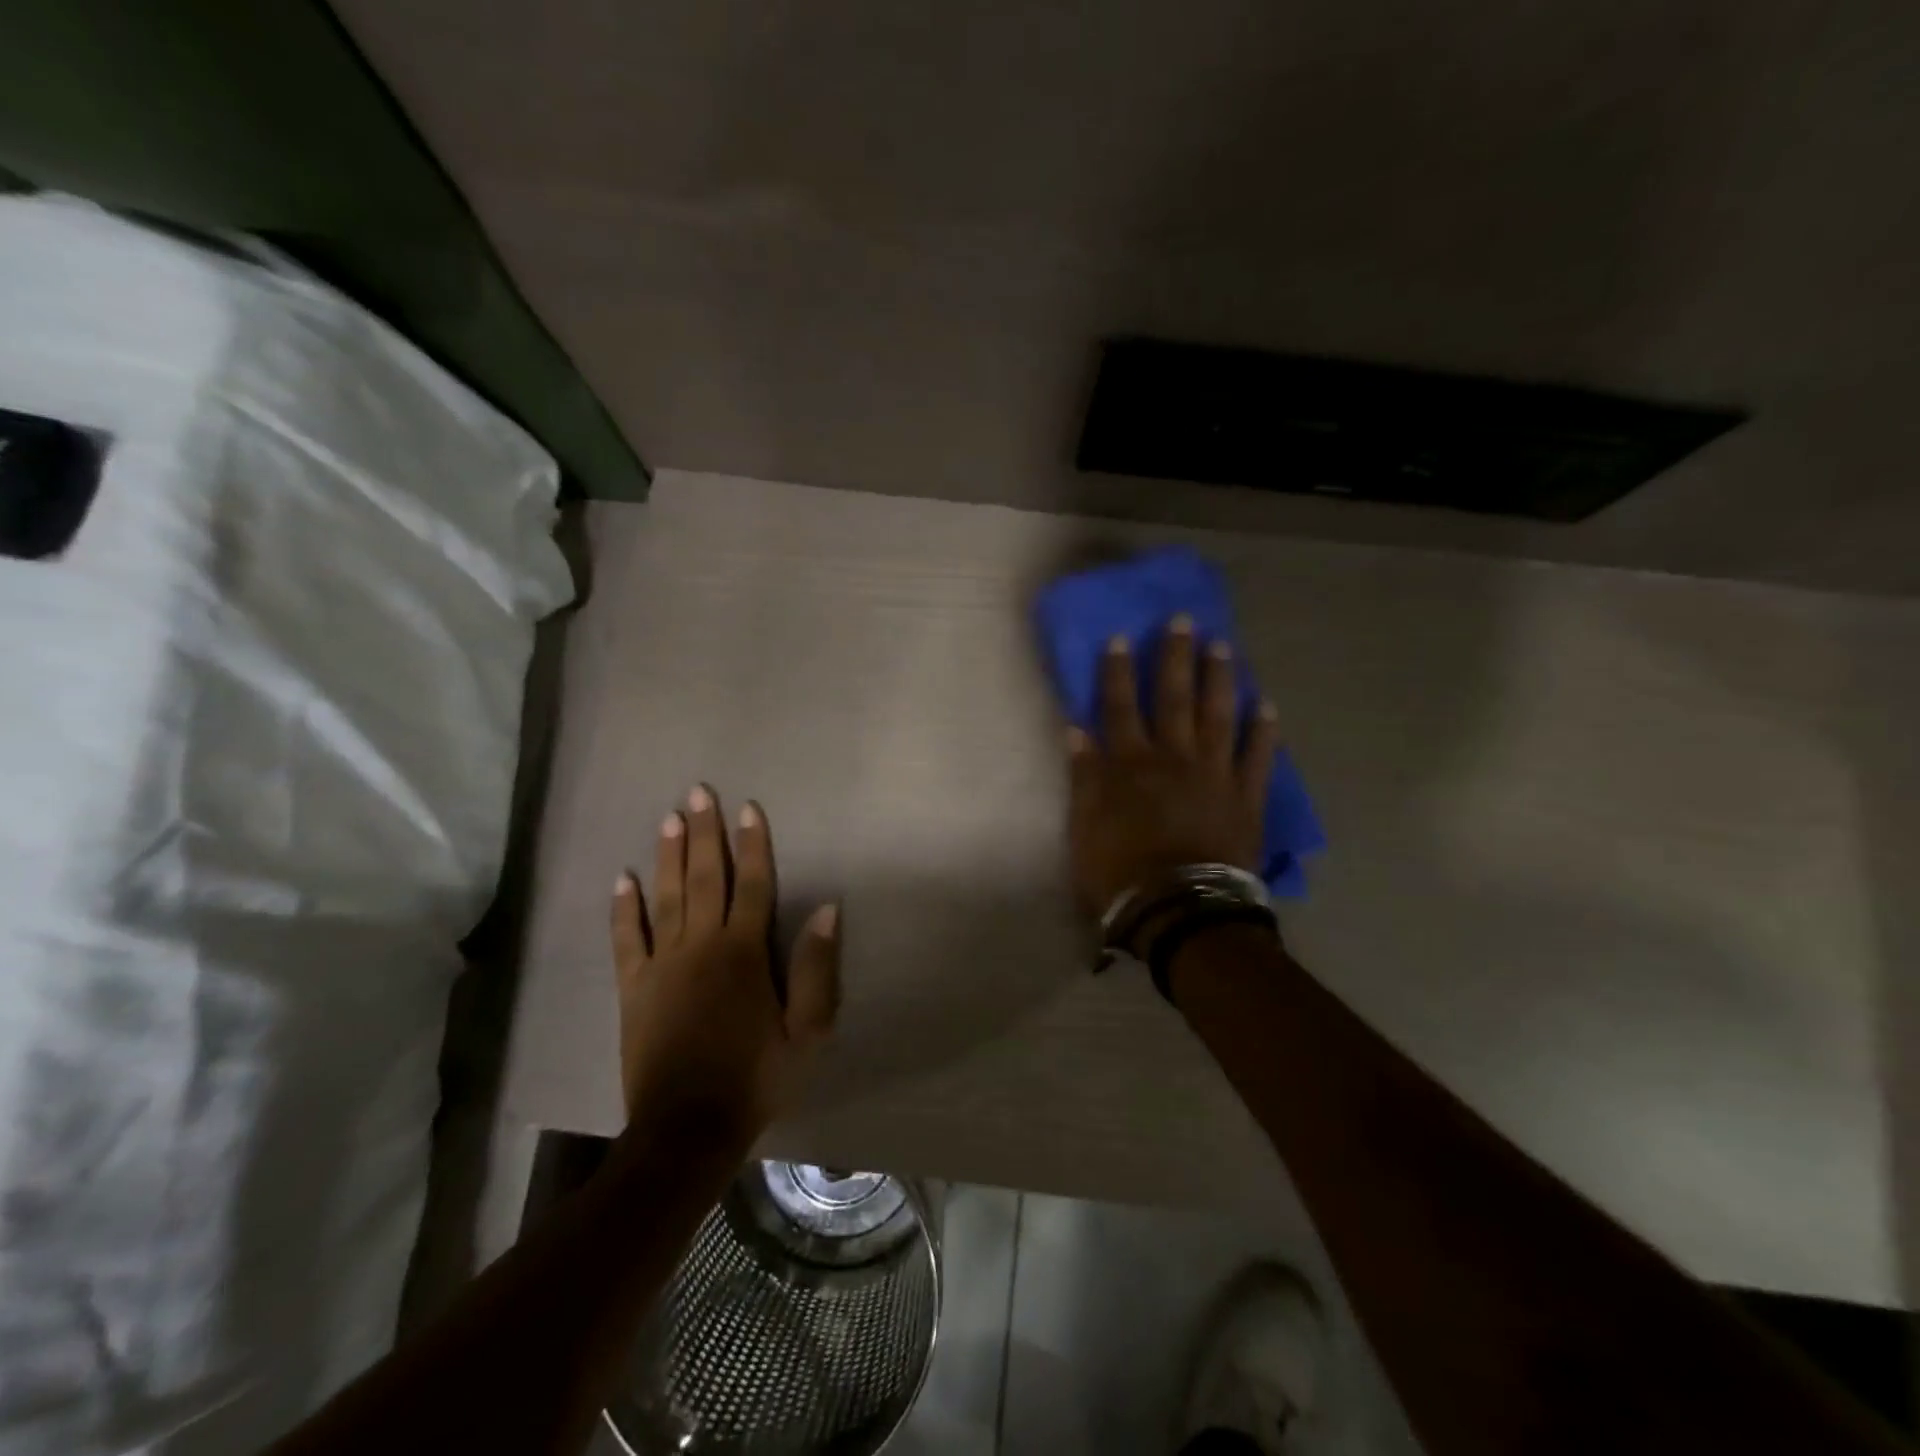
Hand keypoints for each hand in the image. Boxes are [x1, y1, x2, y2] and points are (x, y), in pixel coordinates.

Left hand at [610, 787, 840, 1144]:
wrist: (688, 1130)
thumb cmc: (757, 1079)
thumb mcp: (808, 1031)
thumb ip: (816, 968)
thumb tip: (828, 910)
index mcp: (744, 954)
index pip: (752, 885)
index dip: (753, 845)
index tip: (750, 808)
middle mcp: (702, 947)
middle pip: (706, 879)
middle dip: (706, 833)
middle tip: (698, 793)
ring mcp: (662, 966)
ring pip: (666, 898)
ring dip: (669, 856)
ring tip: (668, 819)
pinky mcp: (633, 989)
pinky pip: (626, 940)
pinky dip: (623, 909)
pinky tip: (622, 879)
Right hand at [1067, 616, 1280, 917]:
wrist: (1182, 911)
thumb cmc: (1122, 873)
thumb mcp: (1084, 828)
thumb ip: (1084, 778)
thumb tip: (1077, 731)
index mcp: (1131, 765)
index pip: (1120, 707)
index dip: (1118, 672)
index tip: (1121, 637)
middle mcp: (1174, 758)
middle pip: (1174, 699)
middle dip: (1175, 658)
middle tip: (1183, 621)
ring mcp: (1215, 774)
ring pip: (1218, 716)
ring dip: (1220, 679)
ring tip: (1223, 647)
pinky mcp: (1247, 797)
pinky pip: (1259, 758)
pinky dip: (1265, 732)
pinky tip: (1268, 706)